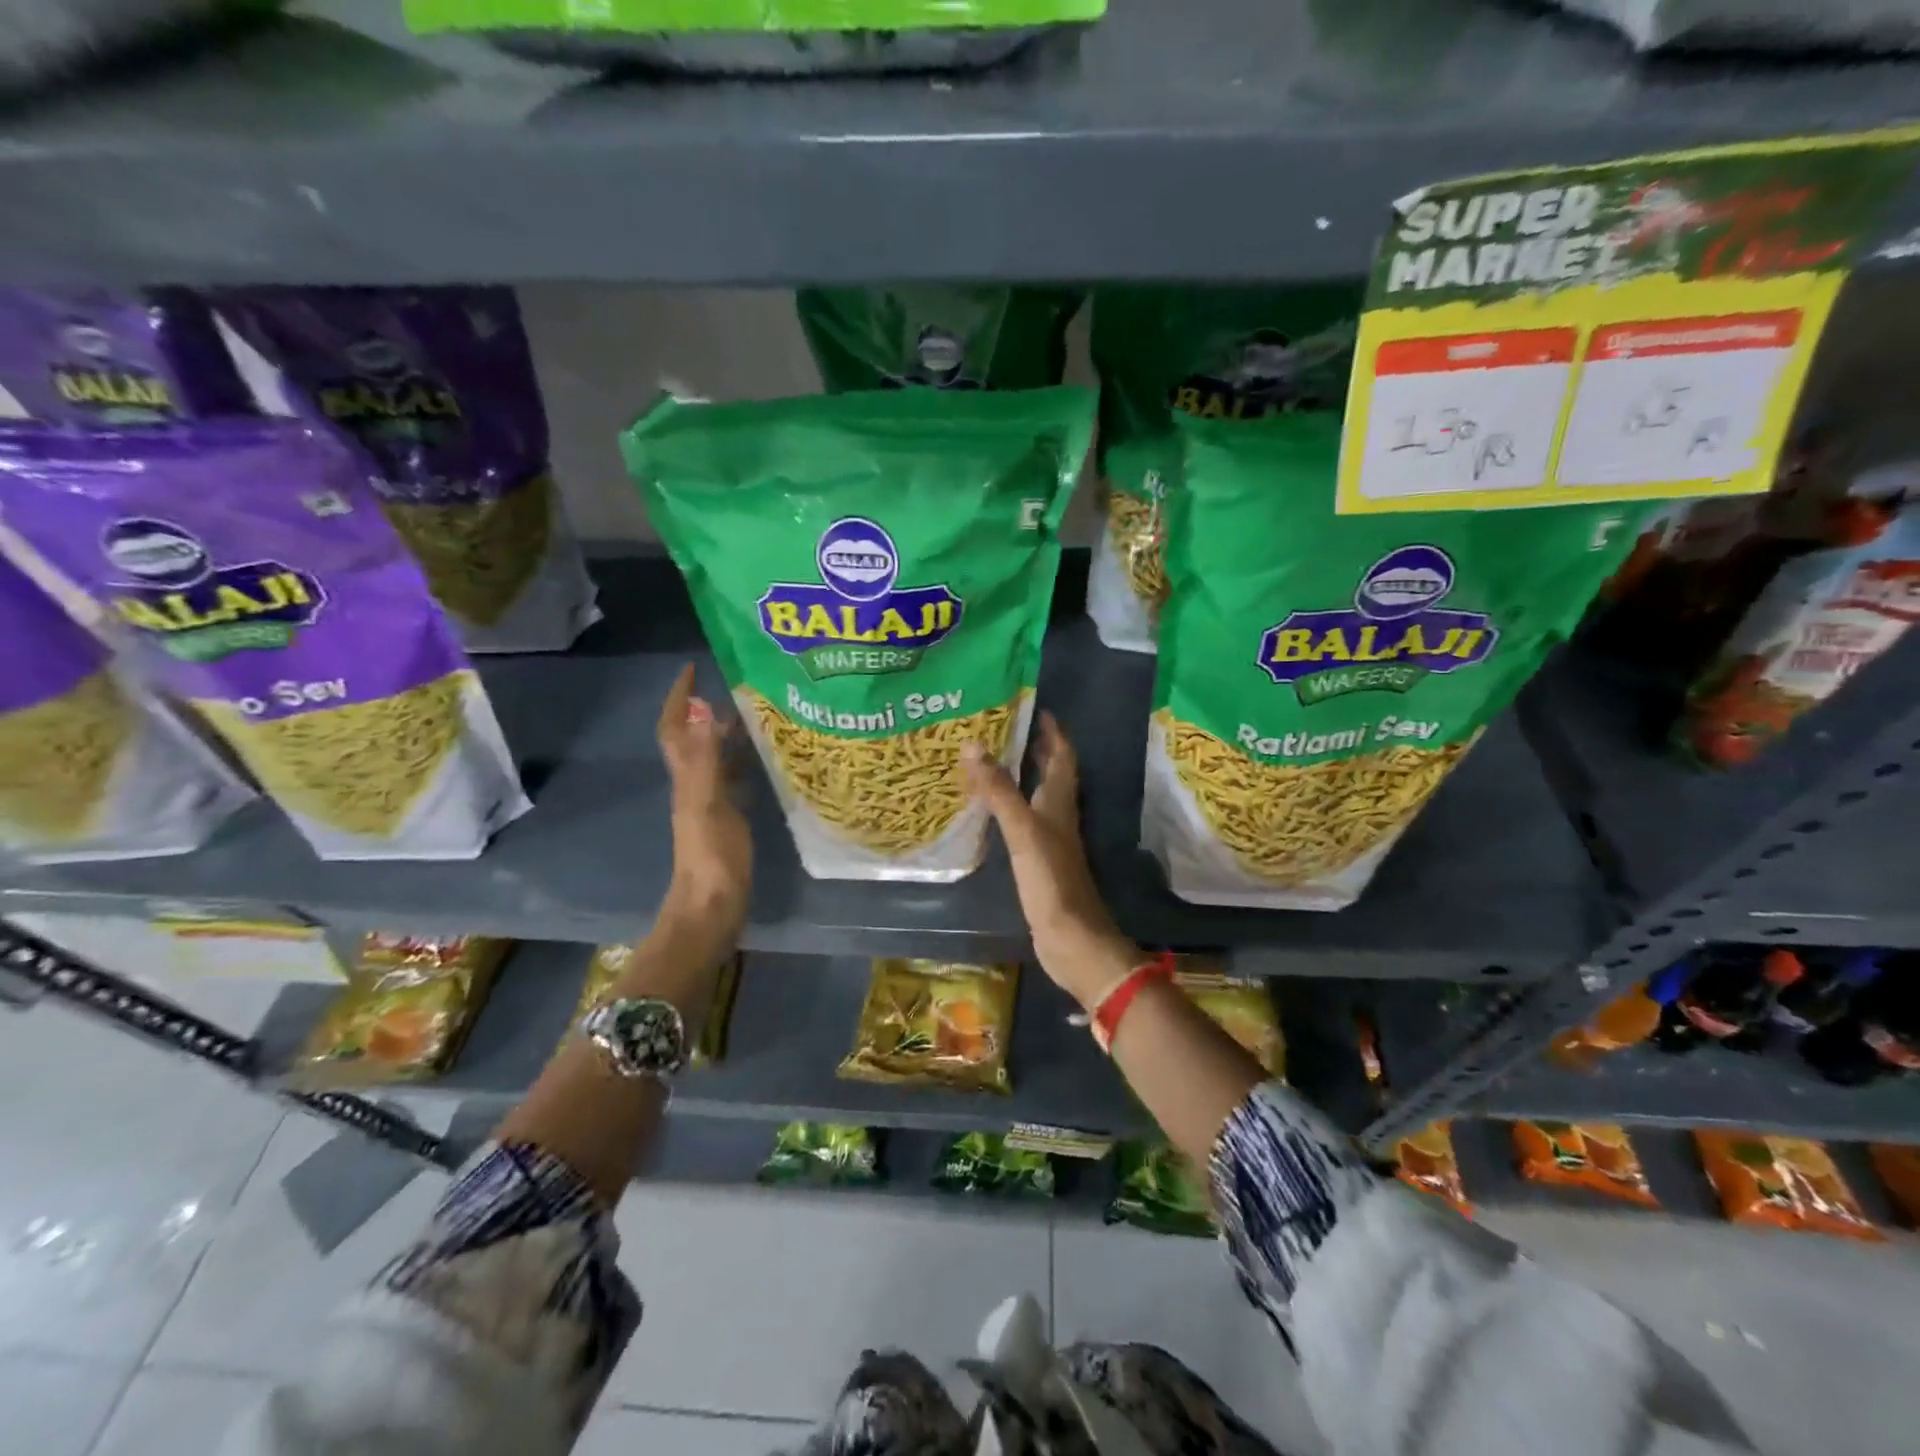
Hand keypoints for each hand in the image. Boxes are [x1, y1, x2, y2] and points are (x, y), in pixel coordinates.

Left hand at [657, 664, 751, 939]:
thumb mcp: (708, 804)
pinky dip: (744, 762)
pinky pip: (733, 779)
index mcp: (686, 777)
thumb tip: (703, 710)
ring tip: (756, 714)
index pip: (675, 727)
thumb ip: (705, 760)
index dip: (679, 697)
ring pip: (715, 758)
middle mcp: (694, 784)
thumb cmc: (712, 857)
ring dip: (727, 734)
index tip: (693, 668)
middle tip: (737, 686)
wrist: (713, 906)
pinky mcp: (727, 819)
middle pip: (694, 738)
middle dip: (706, 708)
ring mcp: (710, 803)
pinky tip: (766, 760)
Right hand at [966, 712, 1139, 1009]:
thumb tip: (974, 745)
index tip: (1037, 709)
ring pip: (1038, 798)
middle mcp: (1059, 816)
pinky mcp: (1039, 862)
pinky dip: (1010, 808)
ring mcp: (1050, 840)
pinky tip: (991, 811)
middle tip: (1005, 729)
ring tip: (991, 761)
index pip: (1062, 756)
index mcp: (1060, 802)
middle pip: (1052, 774)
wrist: (1071, 938)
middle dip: (1035, 750)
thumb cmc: (1051, 880)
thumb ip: (999, 790)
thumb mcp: (1023, 829)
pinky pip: (1024, 823)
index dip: (1053, 732)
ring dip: (1021, 777)